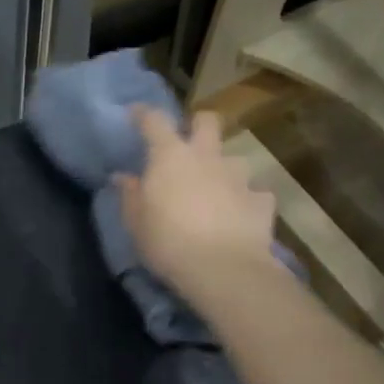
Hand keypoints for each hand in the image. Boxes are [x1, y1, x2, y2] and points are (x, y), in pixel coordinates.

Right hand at [116, 106, 277, 306]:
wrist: (223, 269)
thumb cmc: (168, 242)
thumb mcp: (136, 223)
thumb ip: (130, 195)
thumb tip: (122, 177)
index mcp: (170, 156)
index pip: (154, 121)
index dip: (144, 114)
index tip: (136, 114)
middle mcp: (207, 157)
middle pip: (207, 121)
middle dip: (198, 124)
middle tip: (188, 142)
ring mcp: (239, 177)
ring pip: (234, 159)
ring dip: (223, 169)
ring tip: (216, 190)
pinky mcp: (261, 201)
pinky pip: (254, 193)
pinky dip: (246, 201)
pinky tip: (240, 216)